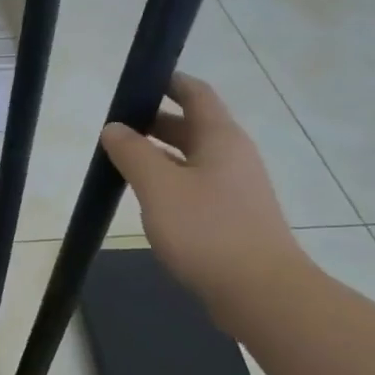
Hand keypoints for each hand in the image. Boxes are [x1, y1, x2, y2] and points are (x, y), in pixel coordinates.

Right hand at [100, 74, 309, 333]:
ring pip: (192, 158)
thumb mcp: (158, 187)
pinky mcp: (232, 217)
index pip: (195, 94)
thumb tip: (113, 128)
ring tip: (122, 161)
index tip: (136, 82)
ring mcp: (236, 188)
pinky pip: (196, 186)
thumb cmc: (207, 231)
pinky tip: (147, 198)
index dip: (168, 82)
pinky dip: (169, 181)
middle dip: (154, 122)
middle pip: (192, 126)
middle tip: (115, 127)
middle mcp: (232, 156)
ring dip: (159, 154)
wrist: (260, 293)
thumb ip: (132, 153)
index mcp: (220, 138)